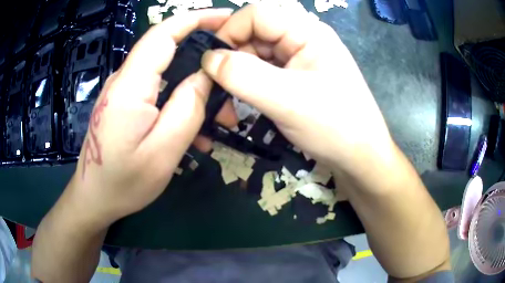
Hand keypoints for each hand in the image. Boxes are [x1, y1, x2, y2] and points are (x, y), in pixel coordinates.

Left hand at [68, 9, 235, 227]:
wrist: (94, 199)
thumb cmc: (123, 182)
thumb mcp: (163, 152)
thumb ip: (187, 109)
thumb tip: (206, 75)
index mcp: (130, 86)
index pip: (164, 34)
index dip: (196, 19)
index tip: (226, 18)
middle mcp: (124, 80)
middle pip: (168, 51)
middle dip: (204, 61)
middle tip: (231, 88)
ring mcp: (123, 92)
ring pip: (166, 74)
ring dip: (195, 89)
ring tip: (219, 120)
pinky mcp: (124, 104)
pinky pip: (158, 92)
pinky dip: (180, 103)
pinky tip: (195, 131)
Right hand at [203, 4, 395, 178]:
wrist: (359, 158)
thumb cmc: (334, 126)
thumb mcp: (287, 100)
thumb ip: (243, 75)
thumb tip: (207, 59)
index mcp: (307, 31)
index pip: (256, 14)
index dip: (229, 32)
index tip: (211, 63)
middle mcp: (301, 39)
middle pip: (253, 34)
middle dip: (230, 59)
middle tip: (215, 90)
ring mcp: (298, 59)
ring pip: (255, 55)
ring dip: (236, 76)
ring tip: (227, 104)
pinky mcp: (295, 78)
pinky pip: (262, 72)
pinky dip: (246, 85)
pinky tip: (241, 103)